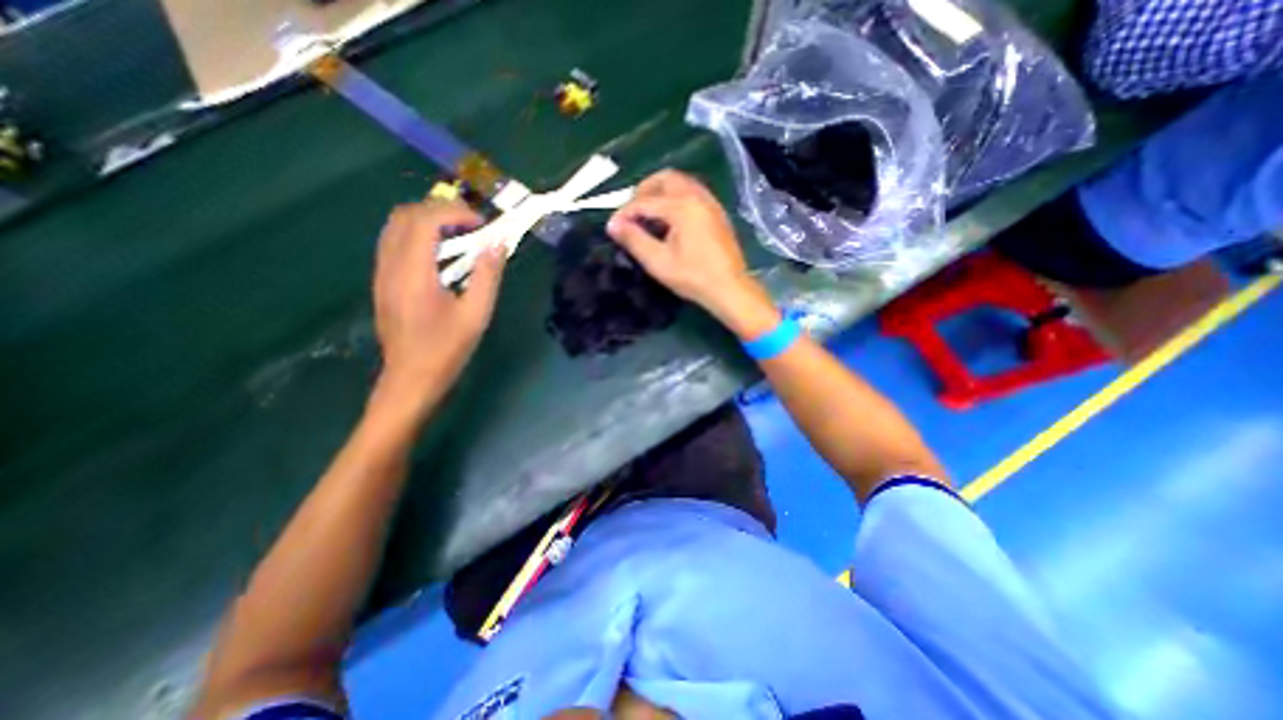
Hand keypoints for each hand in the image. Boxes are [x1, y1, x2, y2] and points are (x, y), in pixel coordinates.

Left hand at [372, 201, 507, 403]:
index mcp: (414, 274)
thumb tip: (498, 244)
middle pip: (405, 215)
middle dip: (440, 211)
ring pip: (395, 226)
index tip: (482, 224)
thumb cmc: (447, 349)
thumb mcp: (477, 315)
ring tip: (459, 237)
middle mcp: (390, 266)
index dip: (455, 212)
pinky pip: (394, 242)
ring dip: (428, 221)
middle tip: (471, 227)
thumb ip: (487, 276)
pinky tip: (441, 256)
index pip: (425, 220)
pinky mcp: (382, 281)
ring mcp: (381, 273)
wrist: (411, 378)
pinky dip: (418, 236)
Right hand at [607, 169, 775, 336]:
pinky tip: (670, 219)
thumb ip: (634, 240)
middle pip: (665, 178)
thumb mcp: (658, 262)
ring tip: (648, 215)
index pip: (645, 201)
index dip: (625, 213)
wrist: (730, 288)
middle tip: (632, 212)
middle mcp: (697, 196)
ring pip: (681, 182)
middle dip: (643, 191)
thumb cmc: (693, 277)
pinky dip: (676, 197)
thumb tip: (613, 224)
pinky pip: (692, 192)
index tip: (613, 228)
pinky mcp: (717, 212)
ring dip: (660, 192)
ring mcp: (710, 202)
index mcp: (682, 206)